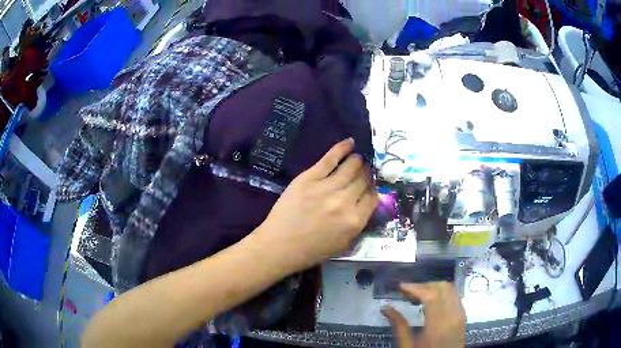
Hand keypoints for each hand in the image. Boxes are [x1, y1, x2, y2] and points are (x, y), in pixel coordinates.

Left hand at [257, 138, 377, 272]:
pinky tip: (349, 142)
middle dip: (367, 173)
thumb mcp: (342, 243)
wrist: (280, 245)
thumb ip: (357, 223)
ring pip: (350, 167)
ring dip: (357, 161)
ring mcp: (327, 188)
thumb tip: (365, 202)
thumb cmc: (311, 250)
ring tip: (358, 158)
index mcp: (355, 221)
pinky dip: (341, 149)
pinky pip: (329, 159)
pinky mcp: (309, 178)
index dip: (373, 189)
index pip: (373, 197)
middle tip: (365, 170)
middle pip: (363, 180)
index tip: (370, 185)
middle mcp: (345, 201)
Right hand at [382, 282, 465, 347]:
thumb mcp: (408, 346)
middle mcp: (453, 315)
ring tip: (418, 293)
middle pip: (442, 287)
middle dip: (424, 284)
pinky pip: (454, 295)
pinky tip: (431, 299)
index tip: (400, 286)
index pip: (431, 295)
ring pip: (450, 288)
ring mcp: (460, 314)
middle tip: (408, 290)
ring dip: (434, 286)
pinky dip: (442, 292)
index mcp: (438, 325)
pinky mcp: (462, 315)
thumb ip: (399, 326)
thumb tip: (386, 308)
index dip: (415, 287)